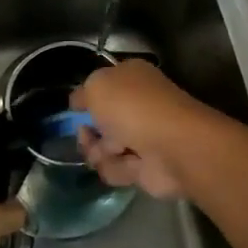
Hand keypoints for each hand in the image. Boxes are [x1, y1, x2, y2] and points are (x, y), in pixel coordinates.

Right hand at [72, 60, 219, 199]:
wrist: (172, 147)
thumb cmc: (133, 107)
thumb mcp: (96, 86)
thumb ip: (82, 93)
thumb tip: (78, 103)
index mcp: (131, 78)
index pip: (102, 86)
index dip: (87, 98)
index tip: (75, 109)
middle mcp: (138, 105)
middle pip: (99, 121)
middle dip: (88, 131)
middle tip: (87, 135)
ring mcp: (142, 137)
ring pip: (103, 148)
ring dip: (100, 152)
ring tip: (113, 151)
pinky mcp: (145, 167)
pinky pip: (116, 169)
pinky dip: (118, 168)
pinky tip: (129, 164)